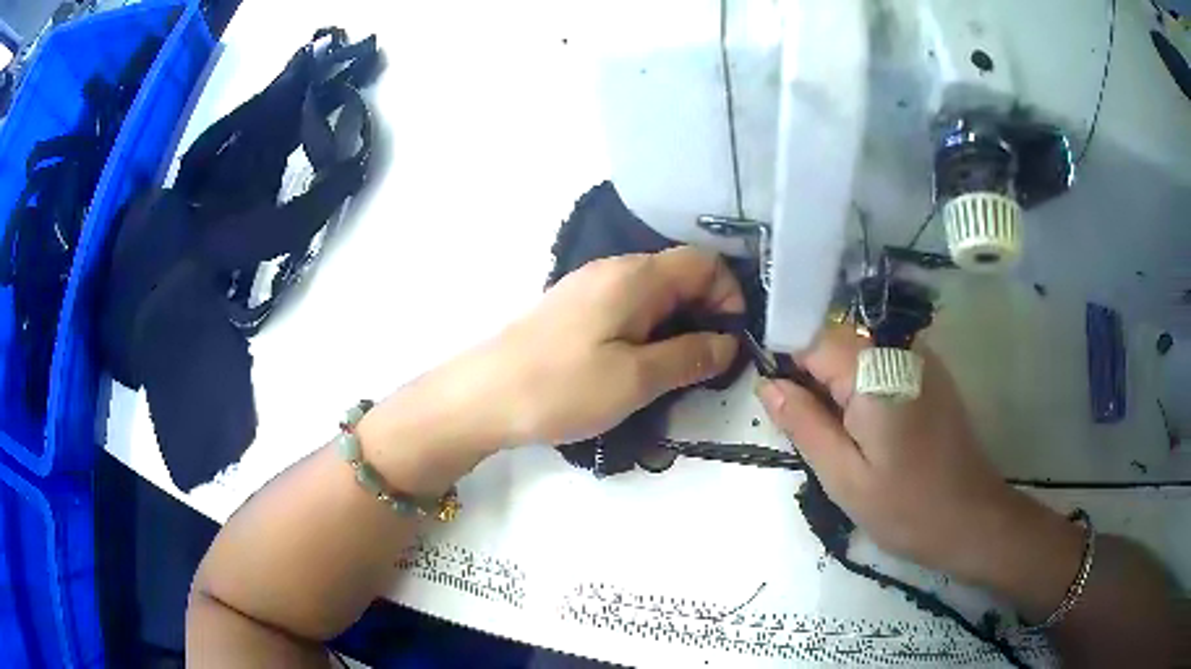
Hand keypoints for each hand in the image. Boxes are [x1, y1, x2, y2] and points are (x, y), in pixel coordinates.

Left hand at [480, 246, 744, 445]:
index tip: (732, 341)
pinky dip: (650, 330)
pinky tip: (642, 365)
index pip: (704, 262)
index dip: (729, 295)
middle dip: (707, 314)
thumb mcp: (636, 379)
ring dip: (679, 325)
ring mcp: (591, 287)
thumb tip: (728, 343)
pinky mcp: (575, 309)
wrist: (483, 397)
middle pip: (681, 275)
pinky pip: (629, 308)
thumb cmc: (562, 387)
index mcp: (635, 276)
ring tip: (680, 371)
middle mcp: (615, 269)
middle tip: (710, 364)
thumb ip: (689, 356)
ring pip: (655, 294)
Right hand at [754, 326, 1035, 574]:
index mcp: (875, 370)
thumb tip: (768, 384)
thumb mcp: (843, 476)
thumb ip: (804, 424)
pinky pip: (883, 365)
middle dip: (814, 382)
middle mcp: (900, 348)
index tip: (782, 411)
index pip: (811, 340)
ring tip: (844, 442)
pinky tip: (872, 434)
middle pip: (836, 343)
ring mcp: (921, 357)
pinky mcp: (932, 373)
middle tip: (815, 438)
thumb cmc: (906, 507)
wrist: (972, 519)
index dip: (787, 369)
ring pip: (858, 355)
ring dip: (840, 389)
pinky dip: (865, 391)